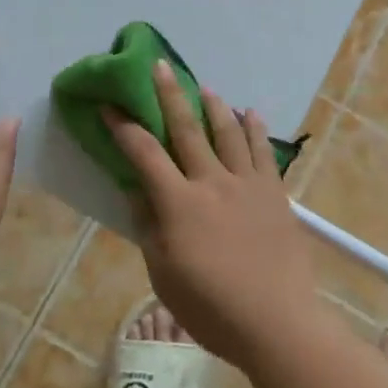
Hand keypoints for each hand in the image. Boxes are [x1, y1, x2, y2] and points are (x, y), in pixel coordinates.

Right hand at [103, 61, 319, 368]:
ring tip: (206, 88)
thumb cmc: (213, 308)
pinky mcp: (274, 191)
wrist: (277, 321)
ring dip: (214, 106)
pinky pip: (262, 151)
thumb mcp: (165, 275)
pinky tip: (250, 113)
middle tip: (160, 66)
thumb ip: (149, 228)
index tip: (109, 106)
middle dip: (170, 95)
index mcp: (180, 204)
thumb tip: (137, 190)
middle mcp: (212, 182)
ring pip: (227, 132)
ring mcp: (246, 183)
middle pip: (186, 129)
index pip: (145, 155)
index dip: (124, 128)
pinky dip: (255, 128)